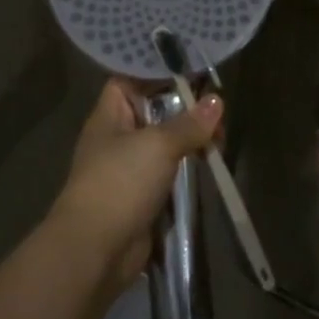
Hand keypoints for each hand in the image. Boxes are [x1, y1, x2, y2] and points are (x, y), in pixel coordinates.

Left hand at [50, 79, 222, 291]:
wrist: (96, 248)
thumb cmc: (120, 183)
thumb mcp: (158, 145)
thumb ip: (189, 124)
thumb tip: (217, 102)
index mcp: (109, 117)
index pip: (129, 82)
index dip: (156, 73)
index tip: (191, 70)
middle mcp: (117, 139)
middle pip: (153, 114)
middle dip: (185, 110)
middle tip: (218, 111)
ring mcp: (130, 170)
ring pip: (165, 146)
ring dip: (191, 142)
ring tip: (221, 138)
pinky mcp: (143, 198)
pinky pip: (169, 175)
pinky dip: (188, 171)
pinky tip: (211, 165)